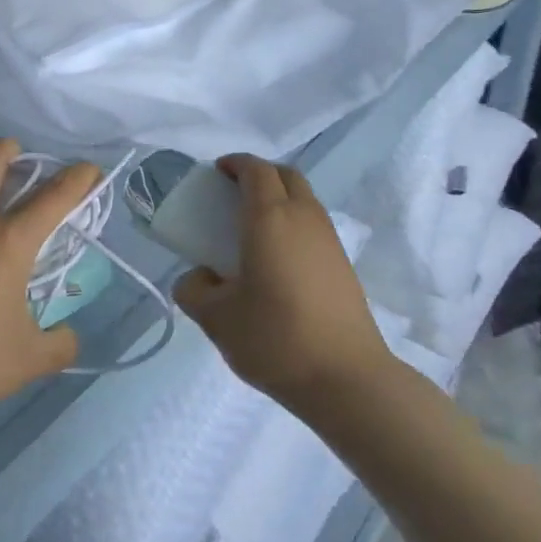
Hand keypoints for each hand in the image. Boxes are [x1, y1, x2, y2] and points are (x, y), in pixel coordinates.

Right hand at [173, 154, 389, 413]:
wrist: (346, 378)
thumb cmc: (275, 338)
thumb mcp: (216, 318)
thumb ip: (194, 290)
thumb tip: (200, 277)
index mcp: (270, 218)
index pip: (255, 169)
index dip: (235, 163)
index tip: (216, 173)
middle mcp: (304, 218)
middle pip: (286, 175)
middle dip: (259, 174)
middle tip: (234, 194)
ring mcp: (329, 240)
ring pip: (304, 199)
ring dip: (279, 199)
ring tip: (253, 229)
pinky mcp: (343, 264)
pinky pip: (314, 225)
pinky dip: (294, 223)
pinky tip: (277, 260)